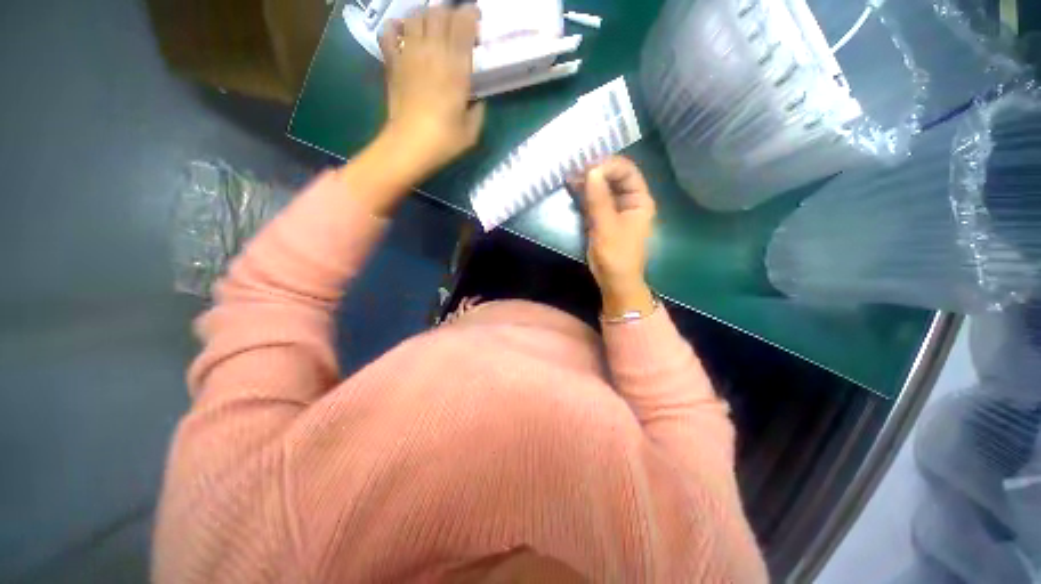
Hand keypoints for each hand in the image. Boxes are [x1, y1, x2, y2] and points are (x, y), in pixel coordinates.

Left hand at [378, 6, 485, 180]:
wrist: (409, 146)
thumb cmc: (444, 141)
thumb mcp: (472, 131)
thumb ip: (478, 111)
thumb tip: (477, 100)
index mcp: (456, 68)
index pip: (464, 25)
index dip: (471, 16)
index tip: (476, 21)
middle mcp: (433, 53)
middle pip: (439, 13)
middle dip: (450, 13)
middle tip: (456, 26)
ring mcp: (409, 55)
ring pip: (416, 16)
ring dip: (427, 16)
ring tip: (433, 27)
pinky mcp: (392, 63)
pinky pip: (389, 32)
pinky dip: (396, 27)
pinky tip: (404, 32)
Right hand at [572, 157, 656, 318]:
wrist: (614, 281)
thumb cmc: (616, 255)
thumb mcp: (606, 226)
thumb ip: (599, 199)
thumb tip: (591, 170)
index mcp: (639, 201)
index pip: (627, 172)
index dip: (608, 166)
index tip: (587, 167)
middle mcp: (629, 201)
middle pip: (614, 178)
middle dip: (595, 172)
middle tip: (575, 169)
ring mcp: (615, 210)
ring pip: (602, 188)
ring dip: (588, 182)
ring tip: (570, 177)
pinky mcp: (603, 218)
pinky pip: (594, 200)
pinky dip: (584, 194)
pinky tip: (572, 188)